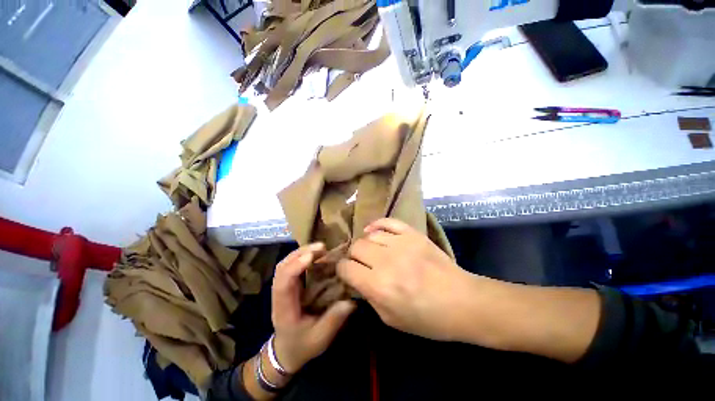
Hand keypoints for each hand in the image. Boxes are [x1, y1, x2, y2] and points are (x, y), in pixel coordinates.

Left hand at [271, 243, 355, 372]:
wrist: (286, 352)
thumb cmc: (302, 346)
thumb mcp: (320, 338)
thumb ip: (334, 320)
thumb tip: (351, 301)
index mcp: (285, 309)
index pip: (283, 283)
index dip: (295, 267)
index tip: (312, 256)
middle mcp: (279, 295)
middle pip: (282, 268)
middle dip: (300, 253)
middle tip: (321, 247)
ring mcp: (282, 289)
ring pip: (284, 264)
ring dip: (300, 252)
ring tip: (319, 248)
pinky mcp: (288, 286)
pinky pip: (290, 266)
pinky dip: (300, 257)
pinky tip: (314, 255)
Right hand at [337, 218, 475, 340]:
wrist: (462, 301)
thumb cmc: (427, 318)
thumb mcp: (390, 319)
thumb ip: (368, 297)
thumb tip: (355, 278)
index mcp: (379, 286)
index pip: (346, 268)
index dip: (342, 270)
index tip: (347, 272)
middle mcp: (386, 261)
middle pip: (356, 247)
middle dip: (353, 256)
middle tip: (361, 263)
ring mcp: (401, 244)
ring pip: (369, 235)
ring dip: (366, 243)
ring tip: (372, 251)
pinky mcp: (412, 234)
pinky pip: (388, 221)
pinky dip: (377, 225)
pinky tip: (374, 231)